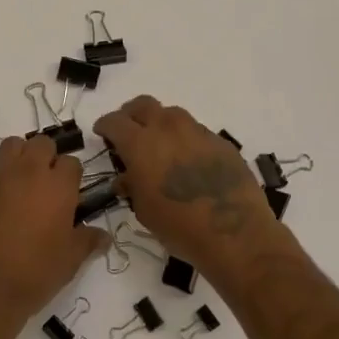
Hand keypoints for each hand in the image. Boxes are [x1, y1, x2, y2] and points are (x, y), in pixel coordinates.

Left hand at [0, 134, 110, 330]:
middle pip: (42, 143)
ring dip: (17, 158)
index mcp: (58, 186)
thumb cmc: (33, 275)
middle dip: (45, 157)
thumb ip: (87, 241)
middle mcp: (28, 171)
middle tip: (43, 184)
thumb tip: (104, 236)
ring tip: (17, 183)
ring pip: (11, 145)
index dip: (71, 177)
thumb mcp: (69, 262)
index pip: (71, 163)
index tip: (68, 194)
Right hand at [93, 96, 285, 281]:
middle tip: (129, 132)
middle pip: (143, 104)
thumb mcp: (144, 211)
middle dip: (131, 114)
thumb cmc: (180, 227)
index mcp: (141, 144)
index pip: (114, 121)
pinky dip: (185, 139)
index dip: (105, 125)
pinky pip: (195, 131)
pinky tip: (189, 162)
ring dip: (160, 124)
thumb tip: (127, 177)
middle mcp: (167, 128)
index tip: (102, 133)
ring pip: (171, 114)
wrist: (235, 234)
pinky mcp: (220, 141)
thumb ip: (132, 186)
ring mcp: (197, 131)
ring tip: (161, 146)